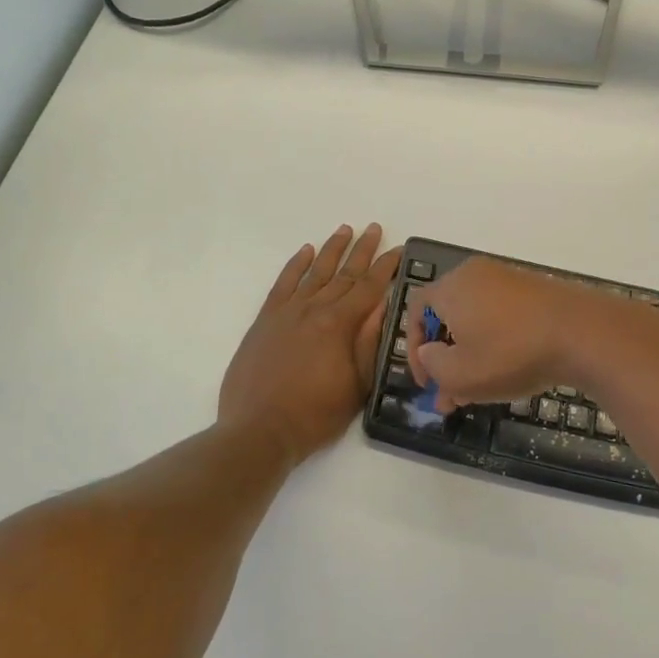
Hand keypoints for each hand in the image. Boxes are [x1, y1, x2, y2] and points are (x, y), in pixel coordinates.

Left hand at [219, 225, 400, 464]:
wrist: (260, 429)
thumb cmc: (316, 414)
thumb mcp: (357, 385)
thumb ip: (369, 343)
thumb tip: (383, 306)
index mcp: (340, 324)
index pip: (369, 287)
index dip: (386, 267)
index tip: (398, 249)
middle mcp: (314, 309)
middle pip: (343, 273)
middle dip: (362, 251)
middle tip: (374, 228)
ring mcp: (287, 312)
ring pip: (313, 272)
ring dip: (331, 250)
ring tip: (345, 230)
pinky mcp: (265, 320)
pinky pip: (282, 283)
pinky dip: (294, 265)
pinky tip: (305, 252)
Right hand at [404, 257, 610, 412]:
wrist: (583, 333)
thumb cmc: (511, 353)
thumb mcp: (460, 374)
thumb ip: (434, 365)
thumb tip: (430, 353)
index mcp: (451, 287)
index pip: (416, 310)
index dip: (415, 348)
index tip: (427, 382)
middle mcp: (476, 275)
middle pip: (448, 316)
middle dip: (445, 359)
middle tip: (450, 395)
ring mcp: (509, 279)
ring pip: (476, 319)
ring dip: (470, 355)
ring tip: (477, 392)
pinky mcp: (536, 290)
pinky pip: (502, 316)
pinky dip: (496, 343)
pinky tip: (507, 372)